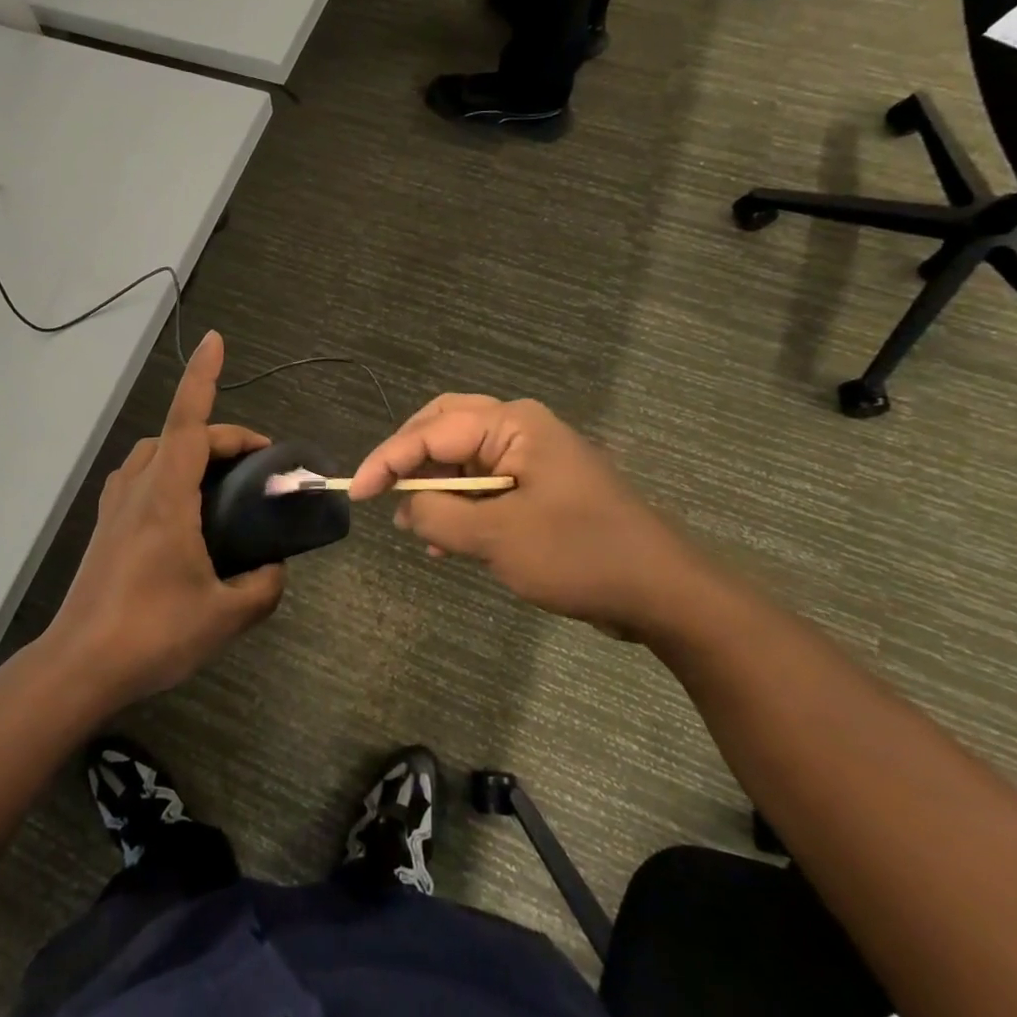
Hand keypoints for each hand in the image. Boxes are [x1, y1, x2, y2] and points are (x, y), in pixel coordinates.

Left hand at [40, 331, 285, 708]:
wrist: (79, 667)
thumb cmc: (153, 633)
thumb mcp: (226, 615)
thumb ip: (263, 586)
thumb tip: (276, 570)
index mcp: (167, 495)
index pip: (189, 421)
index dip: (203, 376)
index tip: (216, 339)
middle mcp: (138, 488)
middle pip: (180, 435)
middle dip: (223, 437)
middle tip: (261, 465)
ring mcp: (116, 506)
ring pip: (156, 453)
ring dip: (191, 451)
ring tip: (223, 483)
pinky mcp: (107, 527)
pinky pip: (142, 478)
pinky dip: (168, 472)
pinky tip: (185, 512)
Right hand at [349, 394, 709, 639]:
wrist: (662, 592)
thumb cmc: (580, 554)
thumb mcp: (498, 537)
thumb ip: (441, 516)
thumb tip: (406, 508)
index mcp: (513, 425)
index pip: (431, 431)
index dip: (387, 460)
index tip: (354, 492)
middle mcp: (520, 430)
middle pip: (444, 428)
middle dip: (408, 458)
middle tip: (378, 488)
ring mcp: (532, 458)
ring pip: (462, 458)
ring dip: (433, 486)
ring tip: (413, 525)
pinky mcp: (539, 488)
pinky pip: (483, 486)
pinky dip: (458, 506)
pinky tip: (445, 542)